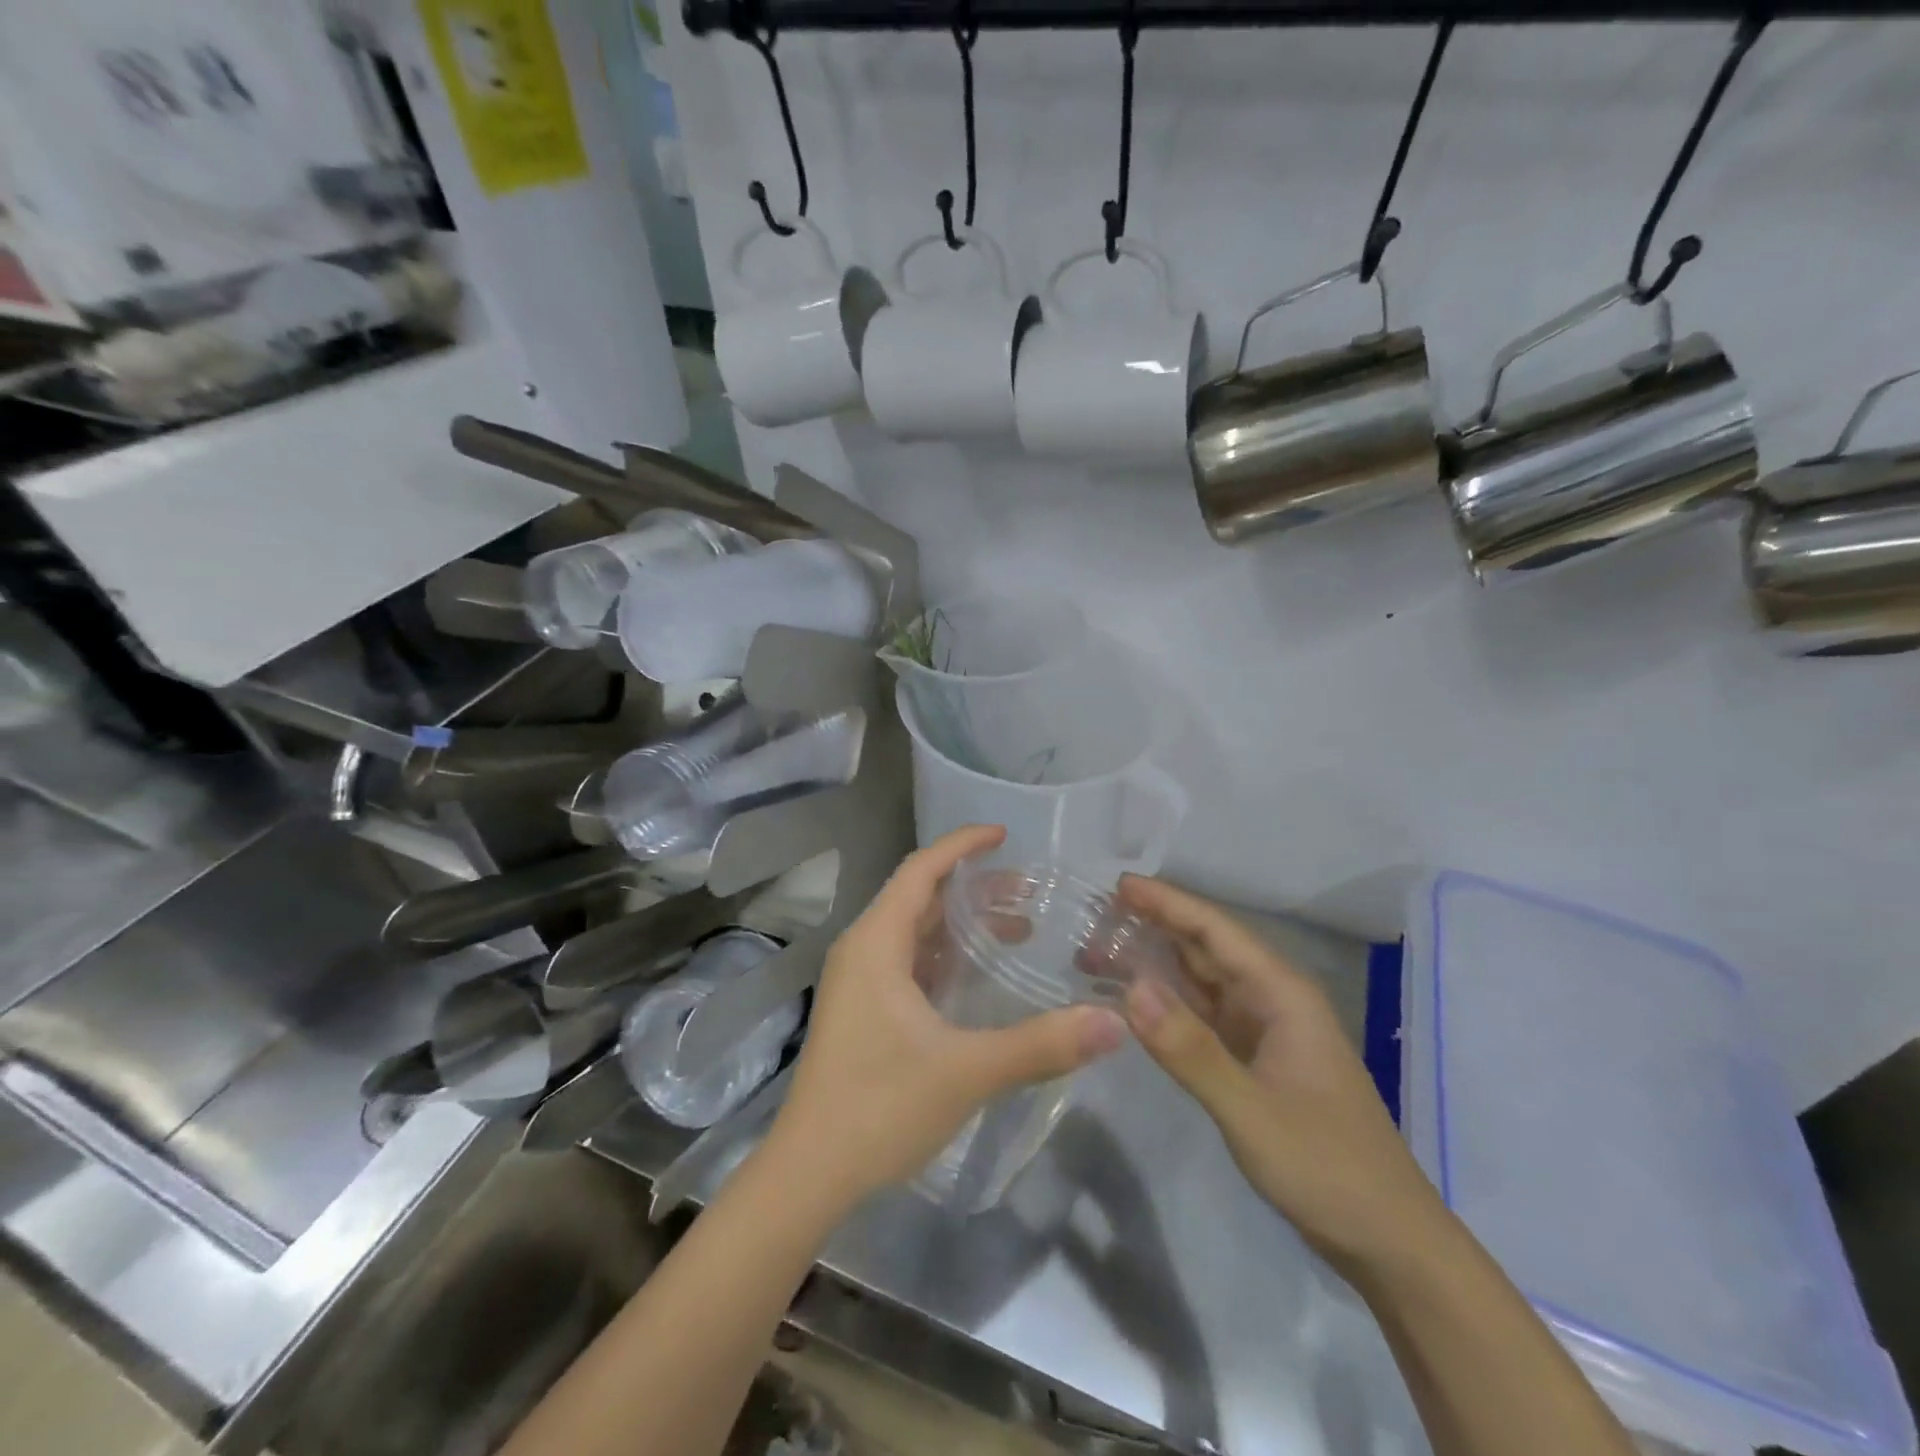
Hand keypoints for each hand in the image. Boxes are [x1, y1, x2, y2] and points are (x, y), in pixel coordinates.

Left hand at [764, 825, 1127, 1207]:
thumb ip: (1042, 1044)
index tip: (1004, 834)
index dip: (962, 846)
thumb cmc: (880, 1108)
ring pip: (914, 931)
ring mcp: (859, 982)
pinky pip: (908, 961)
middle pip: (920, 897)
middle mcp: (863, 951)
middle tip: (1029, 892)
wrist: (809, 1173)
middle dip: (973, 887)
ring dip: (961, 924)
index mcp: (876, 943)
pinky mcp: (863, 1011)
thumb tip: (1114, 1023)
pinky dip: (946, 955)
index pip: (921, 870)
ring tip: (1018, 929)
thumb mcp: (967, 1071)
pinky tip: (979, 976)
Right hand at [1117, 875, 1443, 1271]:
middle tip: (1095, 916)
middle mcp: (1272, 1001)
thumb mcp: (1251, 1110)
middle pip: (1206, 948)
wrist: (1388, 1242)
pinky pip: (1202, 1016)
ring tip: (1100, 951)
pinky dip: (1167, 1004)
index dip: (1167, 902)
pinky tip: (1134, 1002)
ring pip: (1201, 982)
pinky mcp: (1254, 1061)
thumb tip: (1130, 987)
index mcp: (1281, 994)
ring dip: (1155, 963)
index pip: (1215, 930)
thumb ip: (1189, 1049)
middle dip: (1154, 926)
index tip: (1118, 885)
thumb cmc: (1327, 1167)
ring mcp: (1264, 1032)